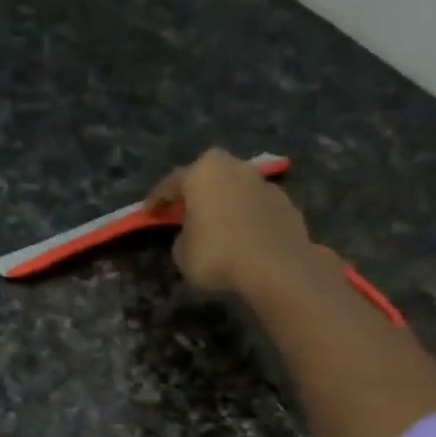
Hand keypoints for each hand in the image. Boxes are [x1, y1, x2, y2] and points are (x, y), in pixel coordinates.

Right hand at [145, 147, 315, 297]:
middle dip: (196, 191)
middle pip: (209, 176)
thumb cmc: (218, 255)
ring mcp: (264, 183)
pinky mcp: (286, 203)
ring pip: (236, 189)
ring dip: (225, 203)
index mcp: (203, 173)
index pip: (171, 183)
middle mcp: (235, 168)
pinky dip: (247, 217)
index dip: (157, 200)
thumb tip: (194, 234)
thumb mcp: (182, 253)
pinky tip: (243, 237)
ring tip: (218, 224)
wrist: (277, 268)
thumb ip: (183, 237)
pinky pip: (256, 207)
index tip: (148, 212)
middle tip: (186, 209)